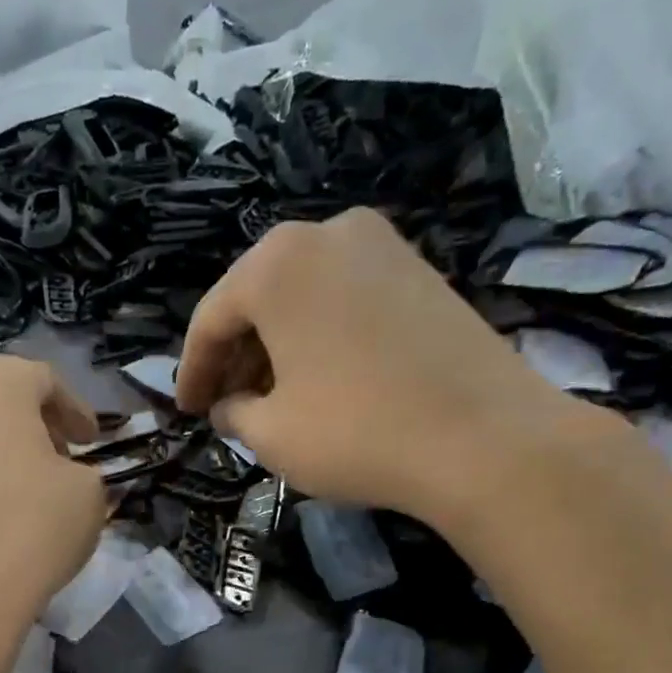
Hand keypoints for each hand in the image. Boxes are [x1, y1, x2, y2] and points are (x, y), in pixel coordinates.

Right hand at [176, 208, 592, 526]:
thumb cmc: (356, 432)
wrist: (485, 439)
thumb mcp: (271, 434)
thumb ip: (234, 413)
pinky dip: (318, 337)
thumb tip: (229, 407)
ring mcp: (382, 246)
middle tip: (225, 406)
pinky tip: (319, 381)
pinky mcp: (420, 271)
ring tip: (270, 399)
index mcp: (276, 264)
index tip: (186, 412)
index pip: (211, 320)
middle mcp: (326, 233)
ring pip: (302, 298)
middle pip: (257, 299)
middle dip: (235, 357)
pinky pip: (344, 300)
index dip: (192, 372)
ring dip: (276, 347)